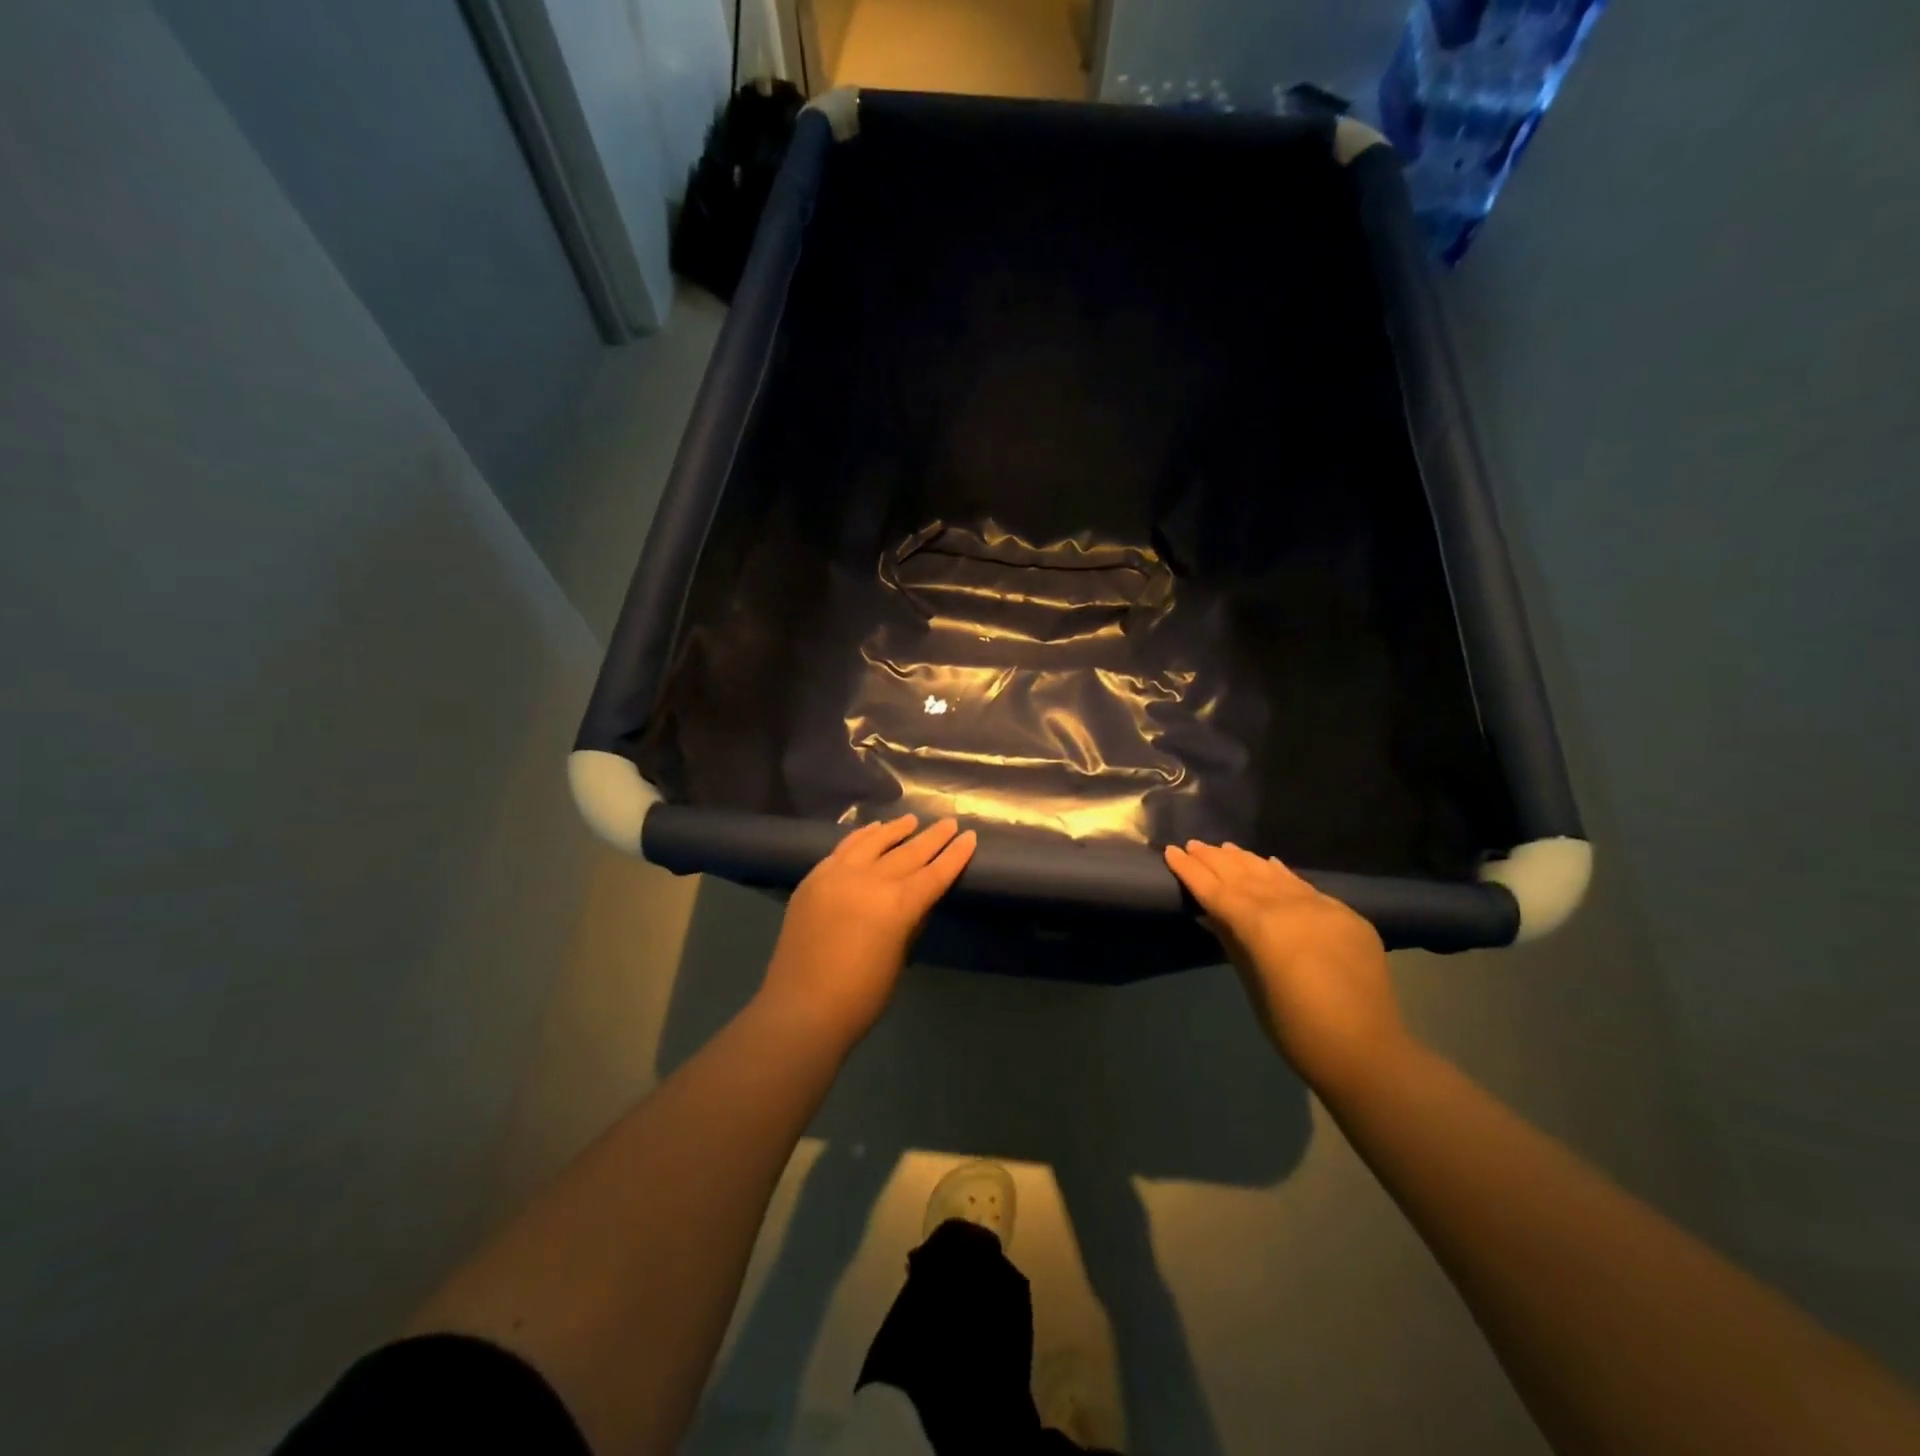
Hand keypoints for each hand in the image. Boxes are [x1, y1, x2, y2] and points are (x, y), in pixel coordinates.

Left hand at [759, 815, 976, 1046]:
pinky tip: (871, 830)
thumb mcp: (898, 958)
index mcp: (897, 905)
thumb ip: (909, 922)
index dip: (955, 855)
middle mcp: (869, 880)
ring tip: (911, 820)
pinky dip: (861, 837)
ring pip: (873, 841)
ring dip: (895, 829)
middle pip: (908, 852)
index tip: (970, 836)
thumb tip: (917, 900)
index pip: (935, 873)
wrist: (801, 1008)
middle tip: (948, 822)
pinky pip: (843, 849)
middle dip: (932, 837)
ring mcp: (837, 875)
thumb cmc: (861, 996)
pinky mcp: (814, 879)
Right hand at [1164, 841, 1405, 1093]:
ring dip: (1246, 861)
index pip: (1218, 891)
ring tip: (1223, 848)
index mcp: (1262, 926)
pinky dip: (1282, 875)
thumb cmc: (1296, 1029)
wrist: (1367, 1053)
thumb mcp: (1253, 985)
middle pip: (1245, 877)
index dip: (1192, 871)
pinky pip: (1305, 887)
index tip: (1171, 851)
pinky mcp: (1347, 915)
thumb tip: (1211, 915)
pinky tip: (1268, 863)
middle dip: (1215, 860)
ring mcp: (1322, 907)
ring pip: (1275, 876)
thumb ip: (1232, 942)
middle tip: (1192, 844)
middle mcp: (1291, 906)